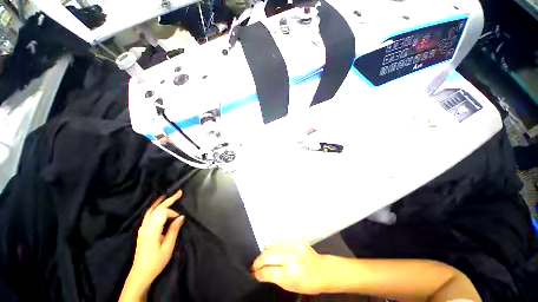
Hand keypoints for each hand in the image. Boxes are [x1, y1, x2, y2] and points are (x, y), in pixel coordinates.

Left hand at [121, 190, 184, 298]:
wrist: (140, 274)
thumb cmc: (156, 261)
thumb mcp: (168, 247)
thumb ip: (174, 230)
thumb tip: (181, 217)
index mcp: (152, 230)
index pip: (162, 213)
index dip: (173, 212)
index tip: (180, 219)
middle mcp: (145, 227)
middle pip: (156, 209)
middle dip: (168, 200)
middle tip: (179, 193)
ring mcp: (142, 229)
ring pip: (150, 211)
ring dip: (159, 203)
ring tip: (167, 196)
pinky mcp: (142, 232)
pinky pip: (148, 216)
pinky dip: (154, 209)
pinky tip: (158, 209)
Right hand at [251, 242, 327, 294]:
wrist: (321, 270)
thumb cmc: (308, 282)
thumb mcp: (290, 286)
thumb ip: (274, 278)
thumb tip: (262, 272)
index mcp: (289, 274)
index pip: (267, 272)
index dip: (258, 273)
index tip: (254, 273)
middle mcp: (290, 258)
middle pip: (267, 256)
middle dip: (258, 261)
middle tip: (255, 265)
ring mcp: (293, 246)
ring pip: (271, 246)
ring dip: (264, 252)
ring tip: (263, 258)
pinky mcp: (295, 240)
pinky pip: (279, 241)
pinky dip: (273, 246)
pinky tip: (272, 250)